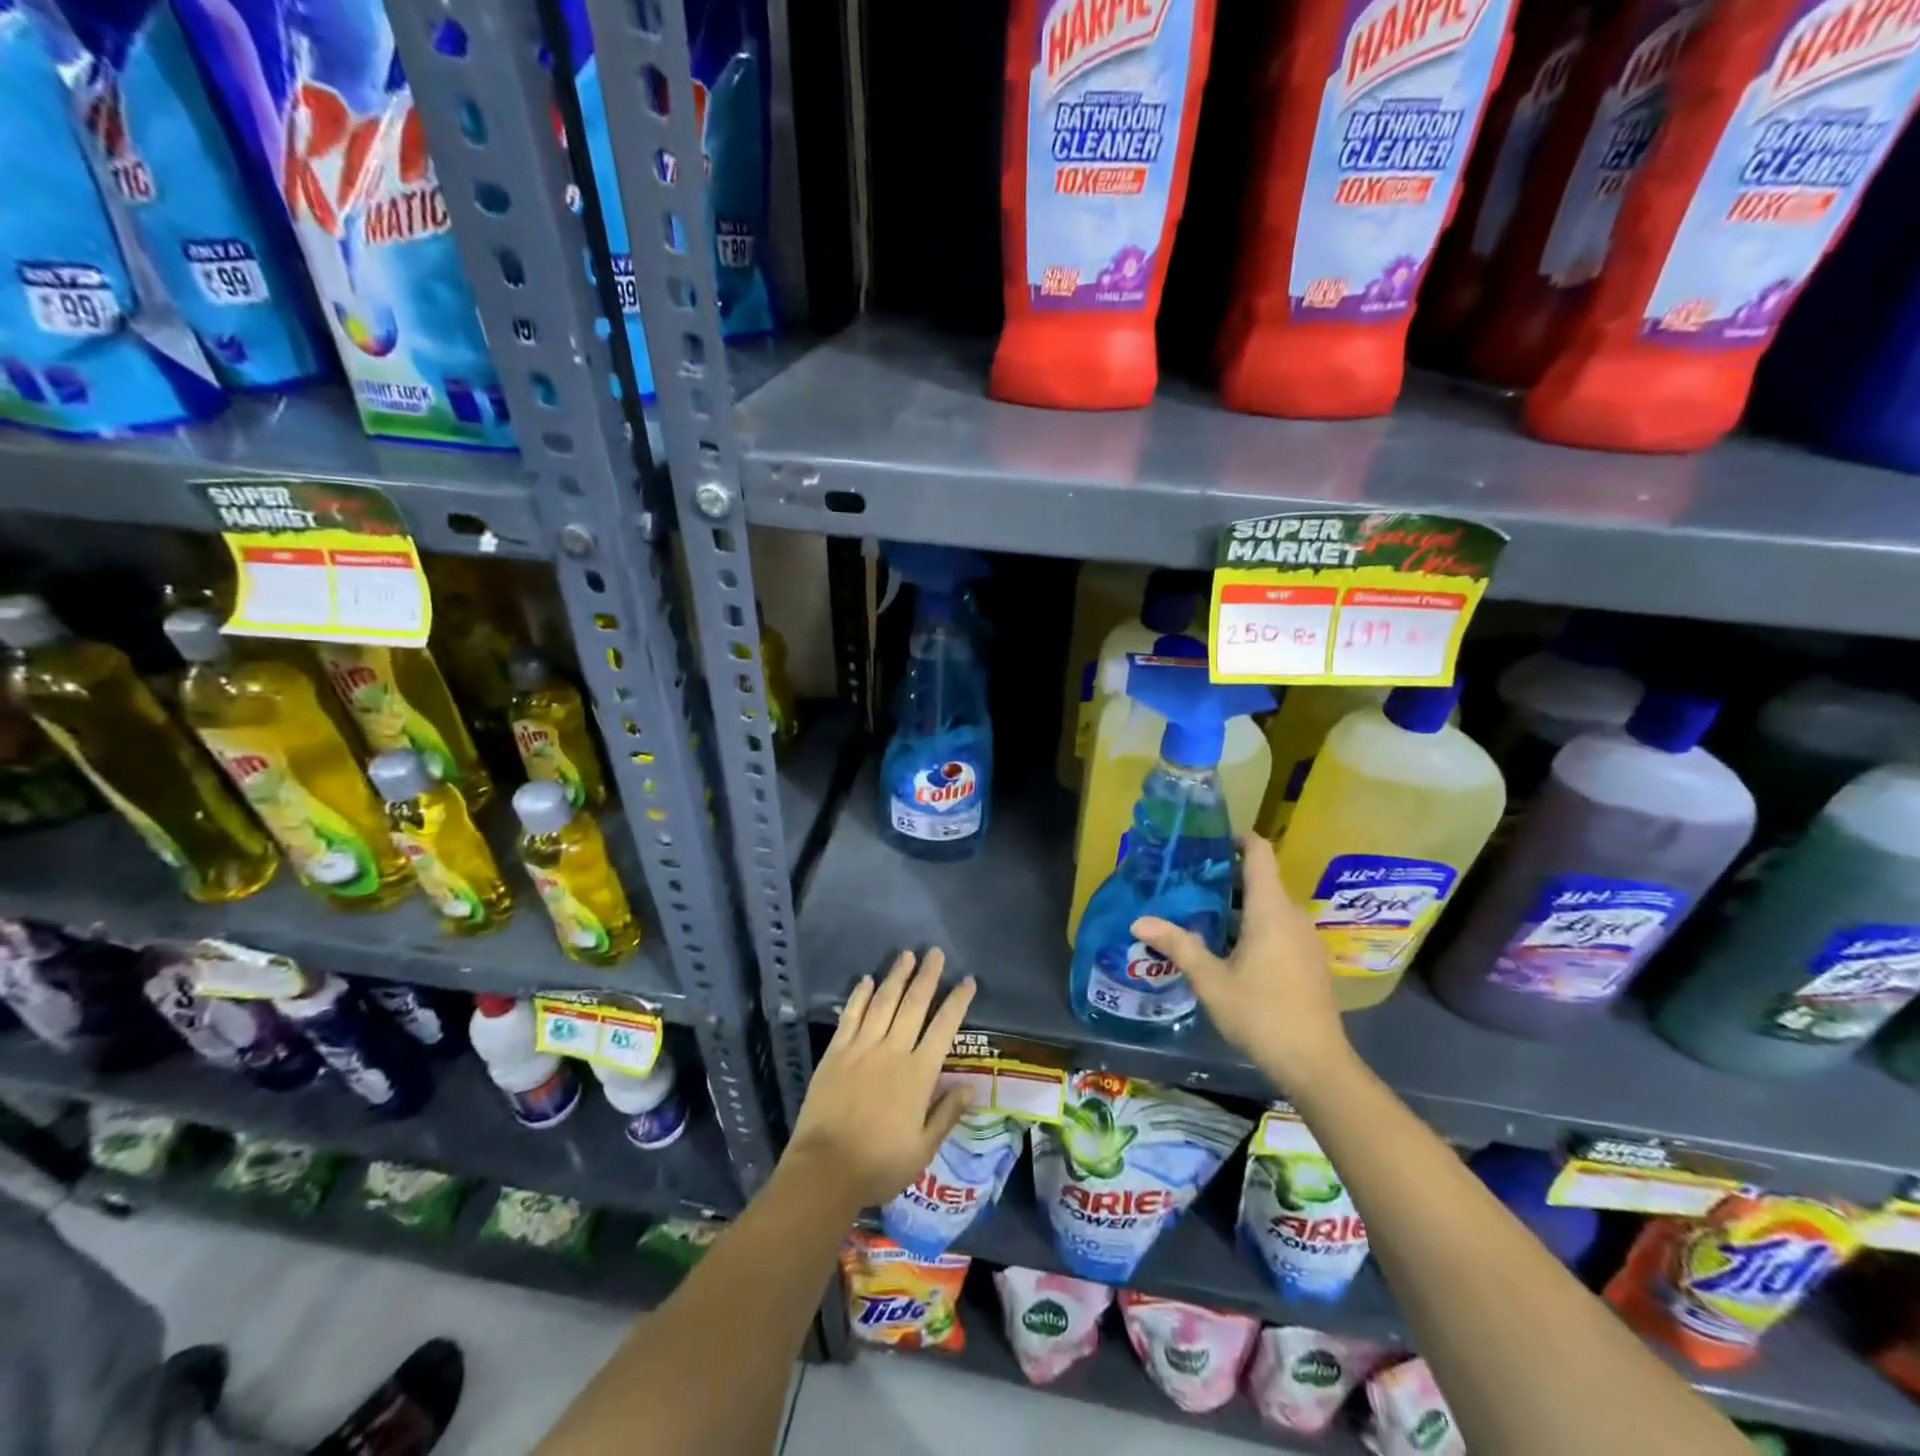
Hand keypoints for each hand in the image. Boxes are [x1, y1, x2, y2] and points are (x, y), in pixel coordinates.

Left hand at [784, 949, 976, 1208]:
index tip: (967, 981)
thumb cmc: (879, 1164)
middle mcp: (893, 1051)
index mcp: (918, 1074)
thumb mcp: (923, 1149)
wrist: (825, 1170)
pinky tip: (867, 980)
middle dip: (927, 976)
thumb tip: (970, 1086)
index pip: (944, 1028)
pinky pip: (850, 1016)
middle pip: (914, 1005)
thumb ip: (946, 1114)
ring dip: (896, 977)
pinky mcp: (836, 1053)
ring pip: (883, 1003)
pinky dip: (860, 996)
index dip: (957, 1002)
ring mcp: (861, 1048)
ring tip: (906, 955)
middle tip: (935, 952)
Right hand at [1132, 834, 1351, 1089]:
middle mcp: (1293, 915)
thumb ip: (1177, 945)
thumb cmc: (1261, 1014)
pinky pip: (1278, 928)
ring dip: (1237, 907)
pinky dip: (1253, 927)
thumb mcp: (1211, 980)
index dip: (1236, 839)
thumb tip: (1139, 921)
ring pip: (1268, 907)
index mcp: (1271, 910)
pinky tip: (1227, 950)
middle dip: (1224, 879)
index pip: (1259, 852)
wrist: (1316, 1066)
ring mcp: (1305, 940)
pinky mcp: (1309, 961)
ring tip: (1199, 916)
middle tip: (1186, 885)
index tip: (1206, 844)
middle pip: (1260, 880)